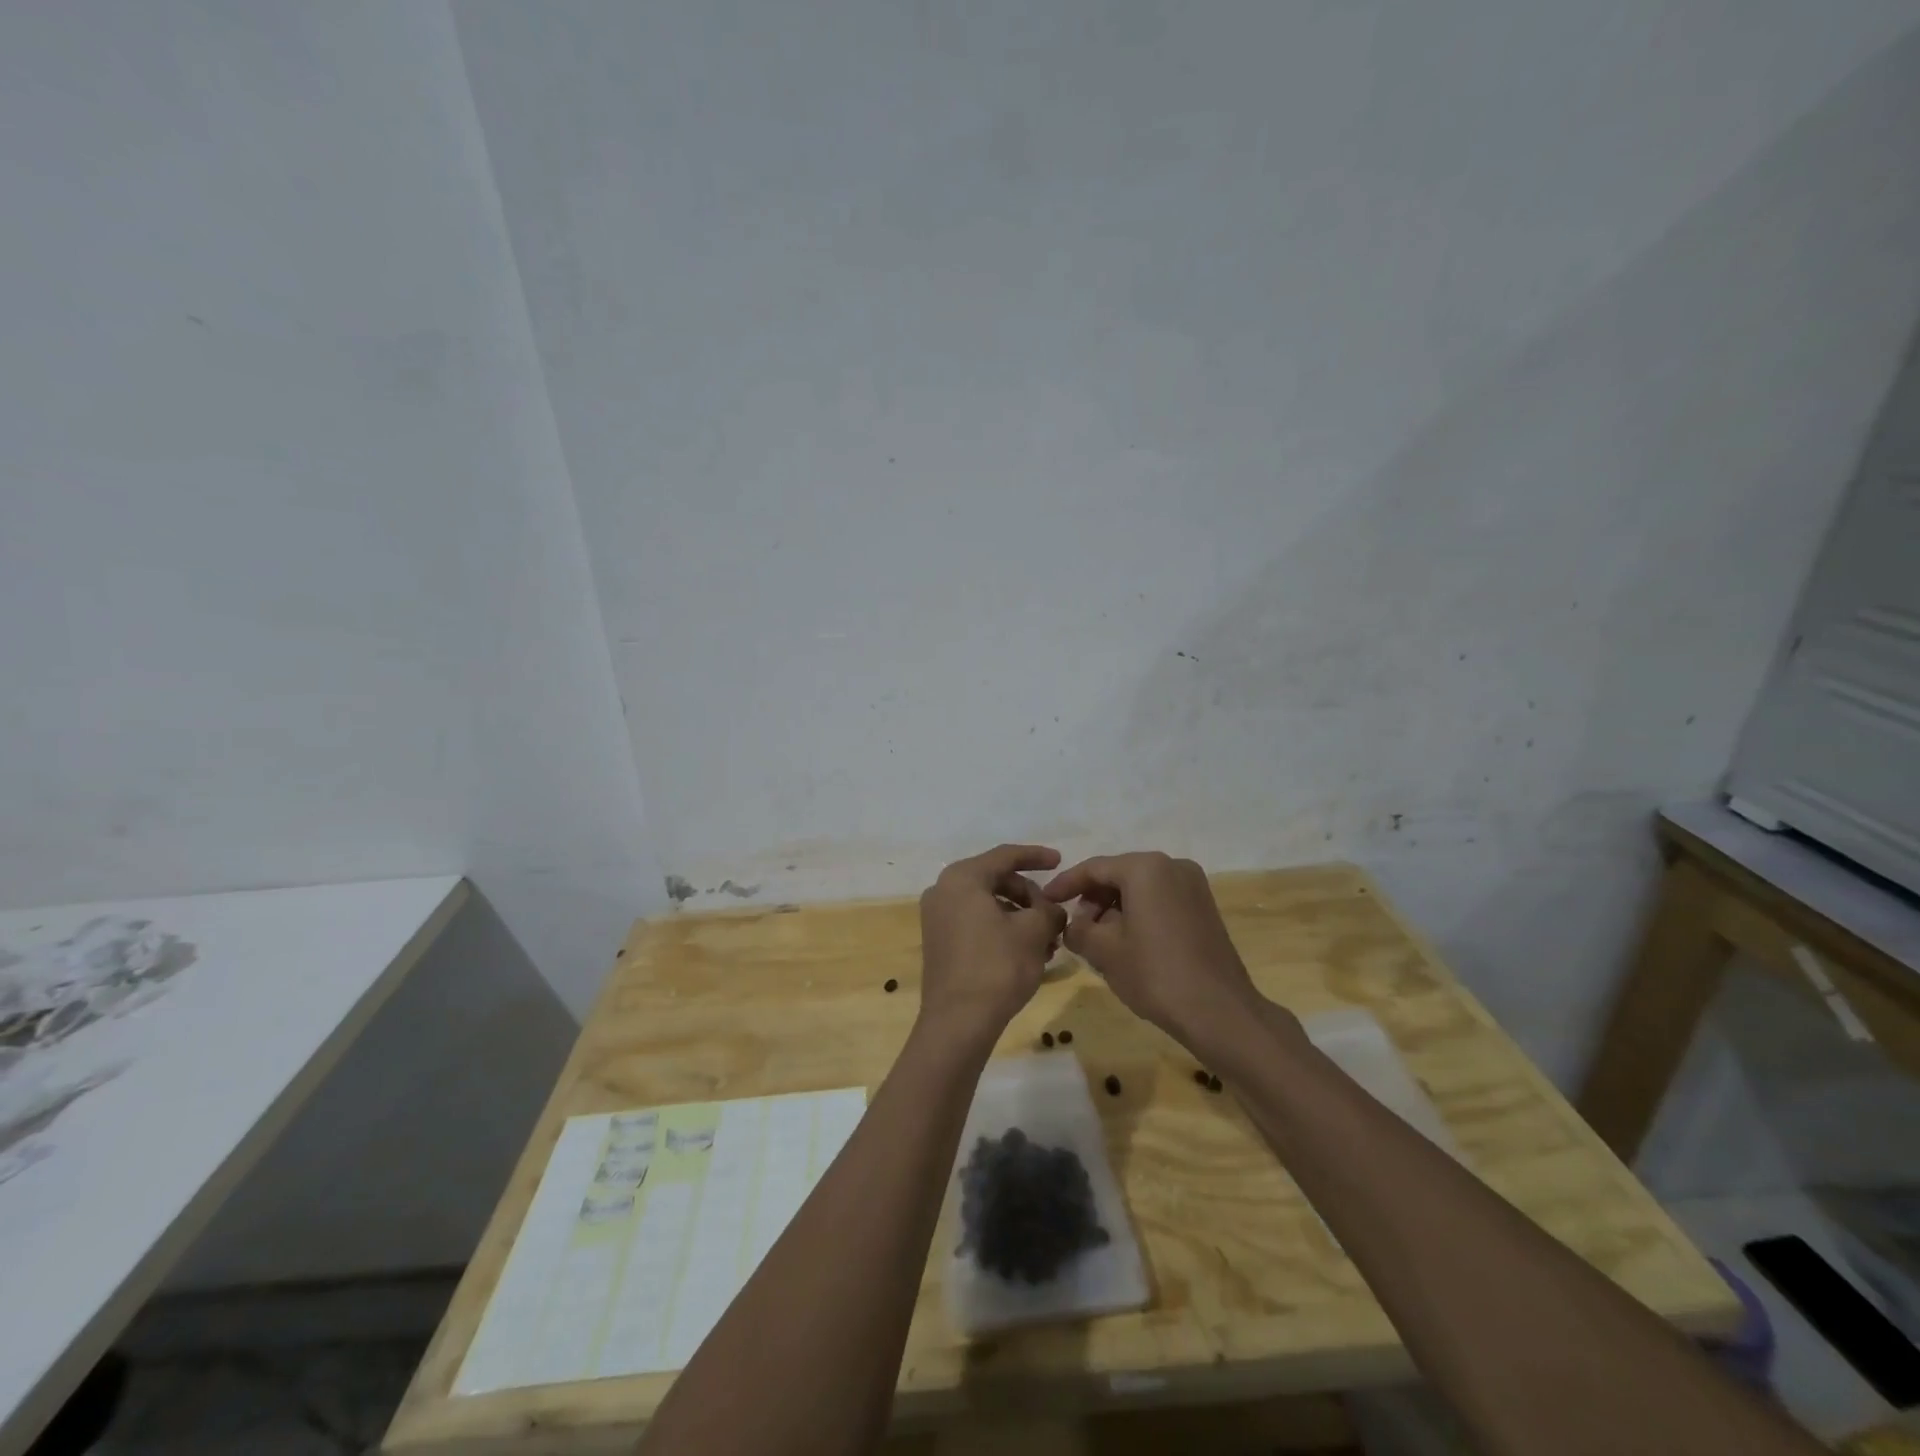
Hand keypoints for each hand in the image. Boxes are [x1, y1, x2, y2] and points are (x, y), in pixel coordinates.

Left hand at [918, 844, 1067, 1041]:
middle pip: (996, 880)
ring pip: (988, 904)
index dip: (1036, 856)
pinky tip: (1028, 952)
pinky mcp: (939, 942)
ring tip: (1048, 942)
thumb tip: (1054, 909)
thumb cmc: (997, 966)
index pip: (1005, 856)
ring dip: (1020, 917)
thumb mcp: (1034, 932)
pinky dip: (1003, 930)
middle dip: (1030, 896)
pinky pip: (976, 923)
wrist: (958, 1022)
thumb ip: (1049, 910)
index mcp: (962, 878)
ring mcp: (937, 918)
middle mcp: (943, 890)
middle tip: (1054, 915)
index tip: (1060, 861)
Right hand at [1043, 852, 1266, 1051]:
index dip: (1066, 884)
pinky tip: (1127, 941)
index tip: (1047, 901)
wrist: (1219, 1012)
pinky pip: (1160, 899)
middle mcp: (1172, 865)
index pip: (1094, 868)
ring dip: (1115, 908)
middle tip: (1075, 927)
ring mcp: (1193, 885)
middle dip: (1093, 898)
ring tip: (1099, 939)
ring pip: (1141, 888)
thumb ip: (1078, 929)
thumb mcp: (1104, 952)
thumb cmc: (1155, 974)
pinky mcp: (1204, 906)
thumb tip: (1074, 925)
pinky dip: (1139, 913)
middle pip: (1119, 874)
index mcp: (1145, 868)